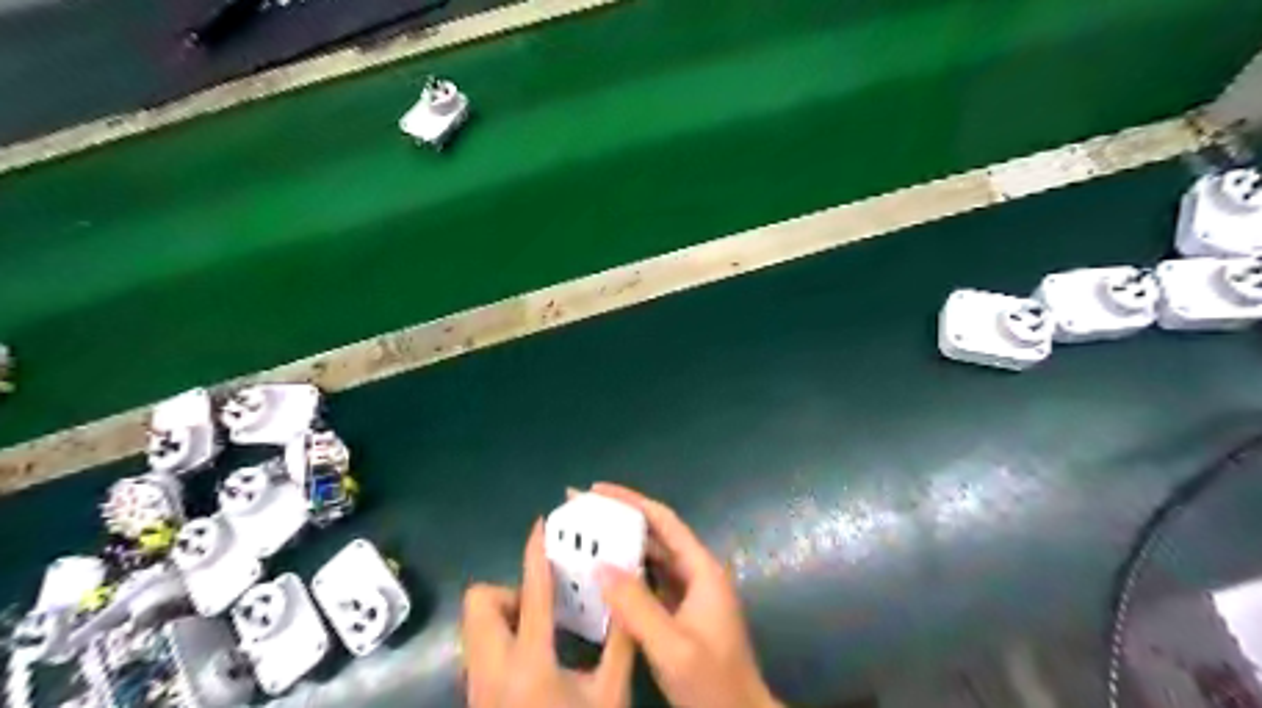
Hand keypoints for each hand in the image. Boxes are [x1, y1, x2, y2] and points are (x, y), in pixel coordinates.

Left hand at [462, 520, 635, 707]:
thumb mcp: (609, 695)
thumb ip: (620, 642)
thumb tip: (628, 596)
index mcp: (530, 663)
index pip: (532, 592)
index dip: (535, 552)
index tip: (540, 524)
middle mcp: (492, 668)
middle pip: (481, 600)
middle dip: (511, 591)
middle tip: (545, 606)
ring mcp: (476, 684)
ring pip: (476, 624)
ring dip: (505, 614)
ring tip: (541, 632)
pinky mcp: (474, 695)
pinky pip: (479, 646)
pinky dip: (501, 637)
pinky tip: (533, 656)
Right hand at [590, 481, 779, 707]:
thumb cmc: (713, 682)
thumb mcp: (673, 646)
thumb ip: (638, 606)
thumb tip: (601, 566)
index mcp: (702, 569)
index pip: (663, 521)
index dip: (630, 501)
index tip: (596, 490)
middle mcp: (696, 573)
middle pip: (655, 535)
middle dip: (619, 519)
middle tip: (581, 511)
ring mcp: (689, 594)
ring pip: (650, 559)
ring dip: (620, 546)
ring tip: (585, 536)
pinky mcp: (680, 613)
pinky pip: (649, 583)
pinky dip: (626, 574)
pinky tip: (601, 577)